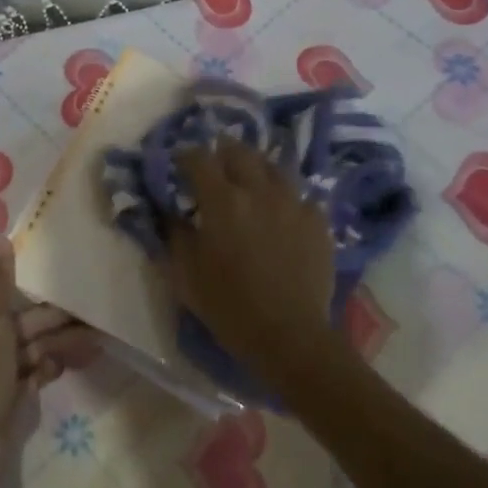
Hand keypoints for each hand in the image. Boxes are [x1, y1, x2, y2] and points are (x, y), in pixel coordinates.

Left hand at [0, 237, 97, 487]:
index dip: (11, 262)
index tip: (45, 250)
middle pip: (12, 312)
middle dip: (47, 309)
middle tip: (84, 301)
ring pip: (25, 342)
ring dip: (55, 339)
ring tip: (92, 336)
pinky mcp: (1, 392)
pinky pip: (27, 370)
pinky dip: (45, 367)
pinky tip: (64, 366)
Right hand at [169, 141, 341, 385]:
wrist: (290, 335)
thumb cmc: (229, 307)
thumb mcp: (185, 275)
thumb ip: (174, 235)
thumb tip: (169, 211)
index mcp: (222, 200)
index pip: (198, 159)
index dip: (185, 156)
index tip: (179, 165)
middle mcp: (259, 190)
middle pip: (239, 152)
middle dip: (222, 153)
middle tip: (215, 167)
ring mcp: (294, 202)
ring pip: (273, 167)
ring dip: (256, 170)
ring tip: (250, 183)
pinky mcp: (318, 221)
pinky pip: (299, 197)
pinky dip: (285, 199)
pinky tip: (281, 214)